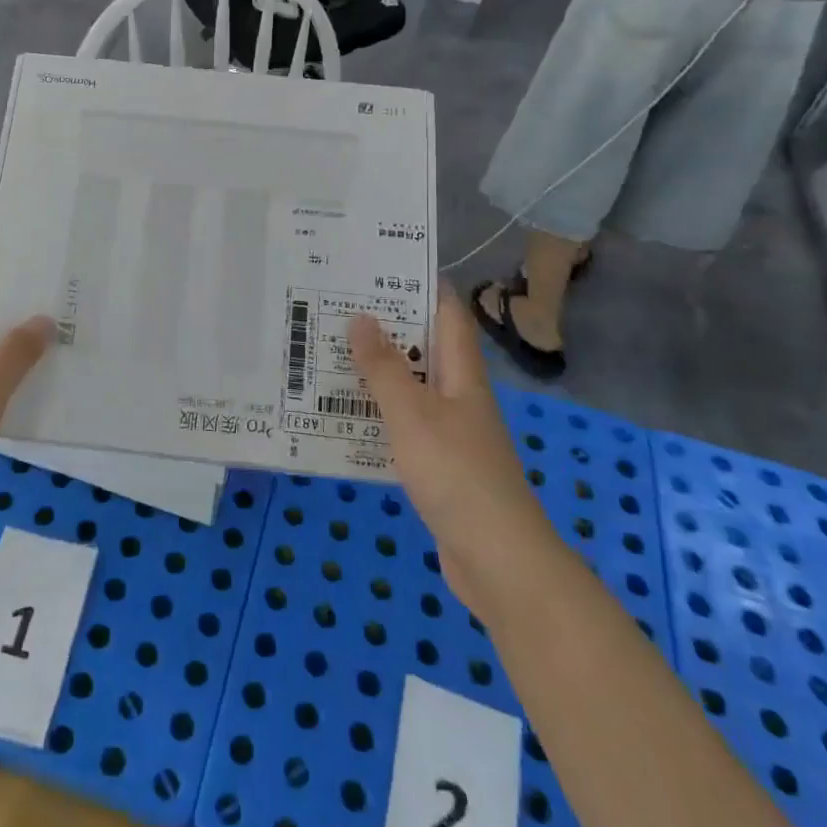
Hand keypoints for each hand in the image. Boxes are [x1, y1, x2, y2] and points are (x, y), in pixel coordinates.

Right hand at [348, 285, 552, 612]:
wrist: (497, 560)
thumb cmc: (457, 475)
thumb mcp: (413, 414)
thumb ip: (384, 368)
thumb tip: (360, 317)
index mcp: (462, 375)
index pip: (447, 314)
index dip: (420, 285)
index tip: (378, 266)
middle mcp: (460, 396)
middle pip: (424, 348)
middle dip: (385, 326)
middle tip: (335, 307)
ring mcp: (451, 432)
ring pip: (411, 387)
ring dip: (377, 371)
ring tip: (329, 353)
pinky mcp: (439, 465)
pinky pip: (403, 425)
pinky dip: (377, 414)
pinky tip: (344, 417)